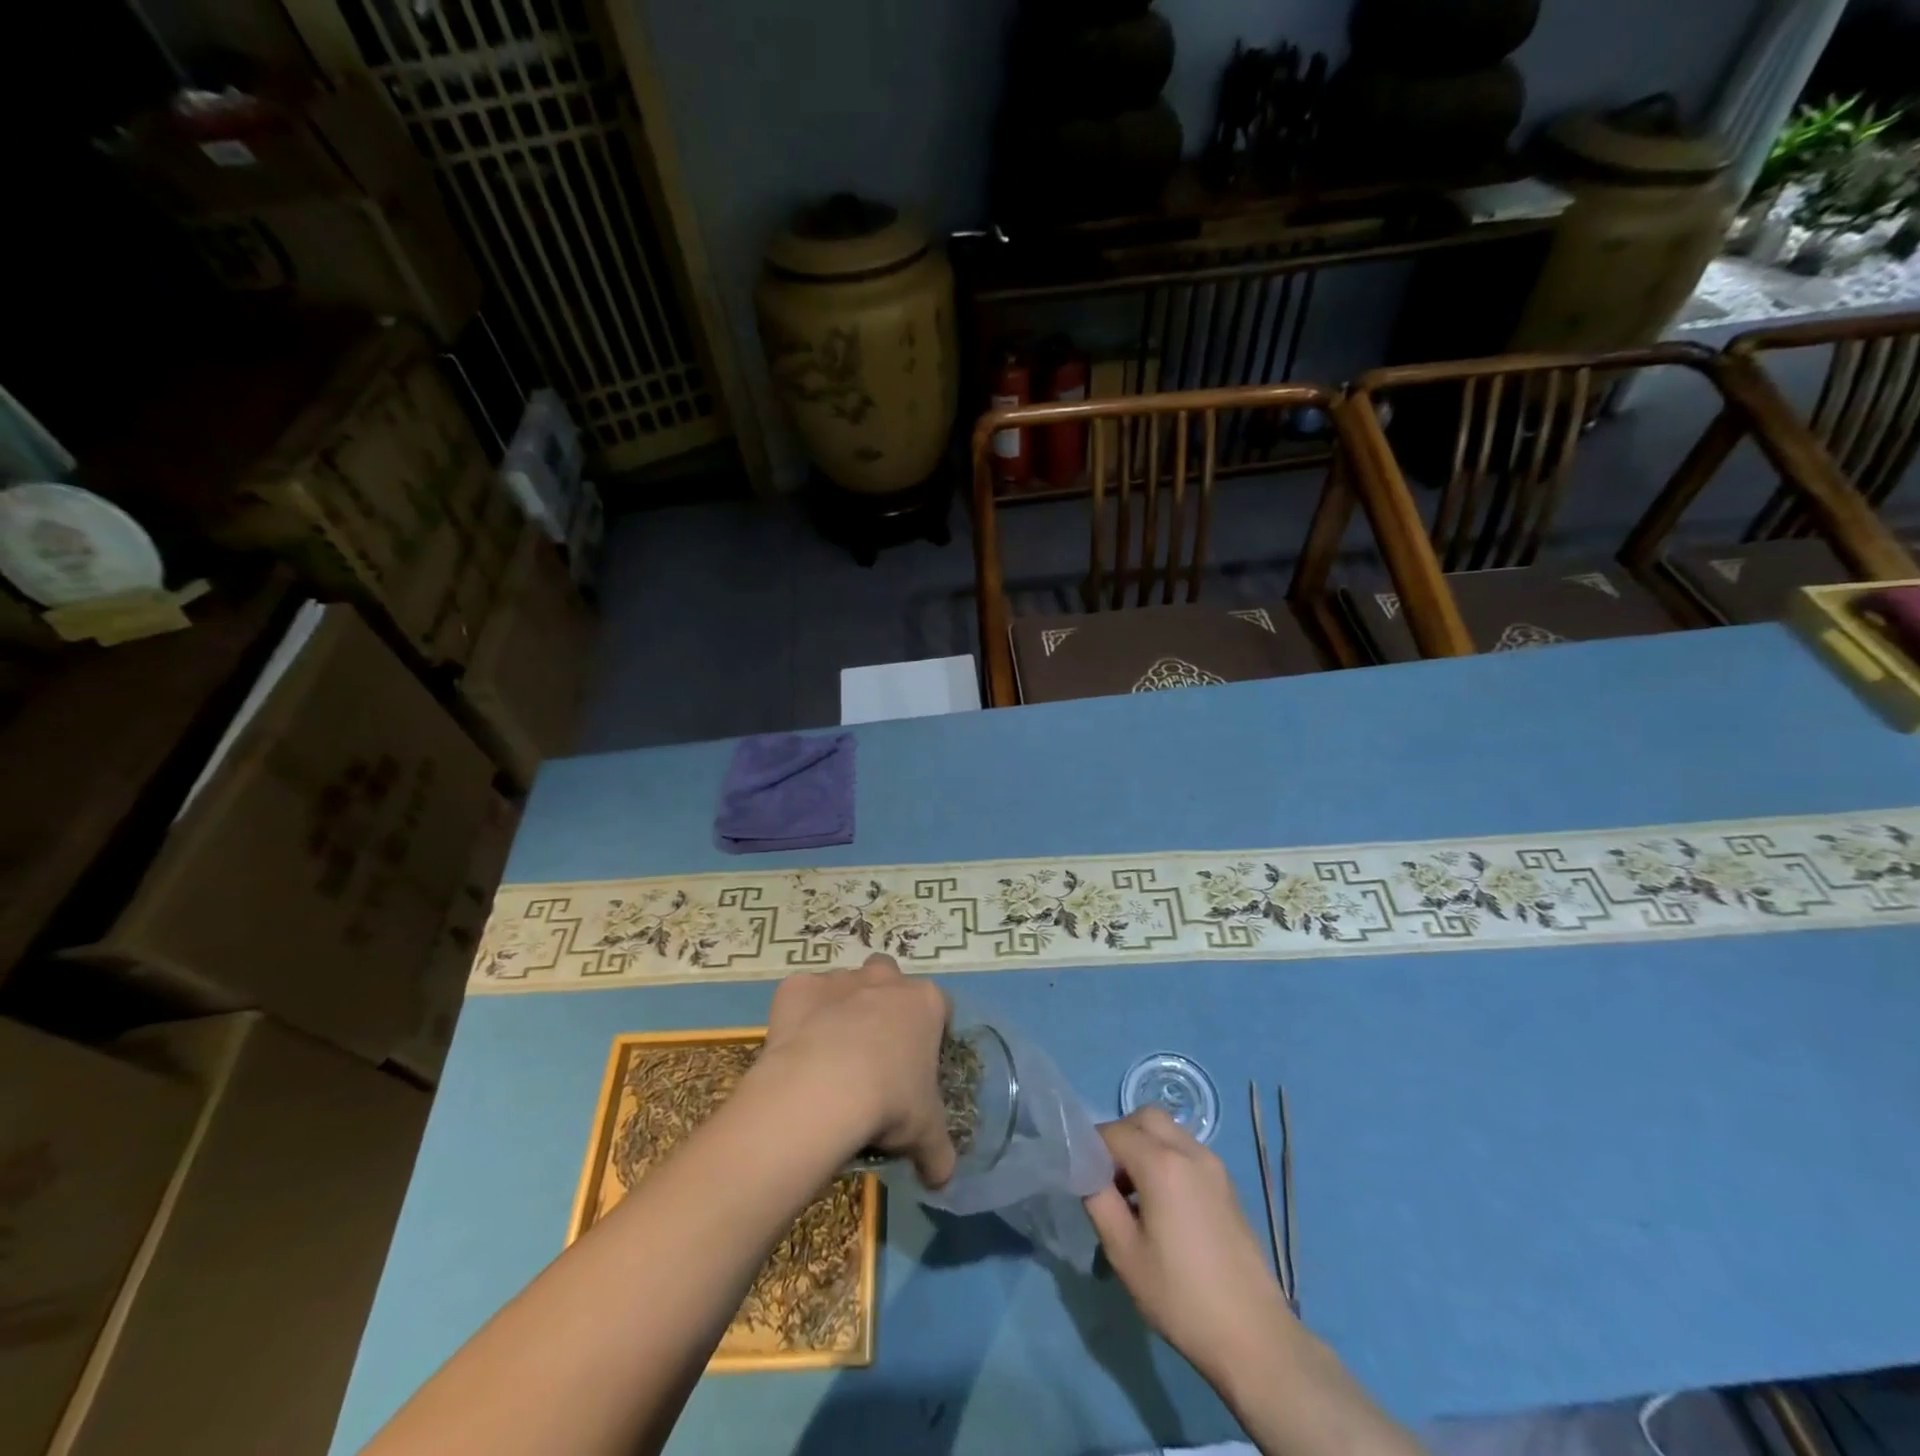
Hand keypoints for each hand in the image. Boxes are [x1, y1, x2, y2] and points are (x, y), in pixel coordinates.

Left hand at [757, 954, 955, 1187]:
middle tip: (875, 1052)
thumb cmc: (888, 1103)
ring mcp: (839, 979)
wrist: (820, 1090)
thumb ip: (939, 1153)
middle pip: (891, 980)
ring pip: (846, 985)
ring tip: (831, 1057)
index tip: (919, 1067)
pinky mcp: (797, 987)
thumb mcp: (925, 1135)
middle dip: (885, 1004)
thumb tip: (942, 1178)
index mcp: (925, 1003)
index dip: (932, 1035)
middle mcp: (884, 979)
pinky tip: (797, 1051)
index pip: (940, 1008)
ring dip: (842, 1009)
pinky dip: (801, 1016)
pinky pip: (803, 997)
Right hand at [1085, 1107, 1296, 1390]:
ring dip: (1145, 1146)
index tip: (1084, 1179)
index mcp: (1162, 1164)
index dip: (1091, 1148)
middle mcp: (1189, 1151)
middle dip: (1120, 1137)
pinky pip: (1187, 1151)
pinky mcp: (1226, 1184)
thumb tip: (1087, 1173)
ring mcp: (1213, 1165)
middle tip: (1109, 1178)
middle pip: (1145, 1118)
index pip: (1113, 1132)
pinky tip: (1163, 1205)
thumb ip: (1098, 1201)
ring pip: (1168, 1131)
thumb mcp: (1124, 1253)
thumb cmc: (1181, 1297)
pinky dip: (1167, 1159)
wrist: (1254, 1337)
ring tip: (1135, 1195)